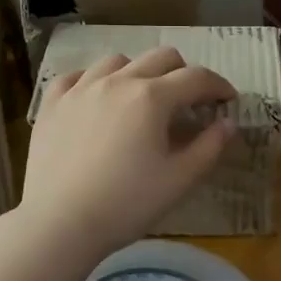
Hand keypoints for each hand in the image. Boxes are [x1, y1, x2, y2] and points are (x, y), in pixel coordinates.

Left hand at [18, 48, 236, 259]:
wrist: (59, 223)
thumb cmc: (126, 204)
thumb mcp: (179, 180)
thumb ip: (210, 147)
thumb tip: (228, 123)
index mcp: (152, 97)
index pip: (196, 78)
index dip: (218, 86)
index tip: (228, 100)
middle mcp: (117, 81)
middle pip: (160, 57)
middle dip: (183, 73)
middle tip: (190, 100)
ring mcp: (80, 89)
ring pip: (117, 61)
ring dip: (139, 72)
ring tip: (141, 98)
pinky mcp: (52, 104)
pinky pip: (76, 76)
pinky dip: (94, 81)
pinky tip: (97, 99)